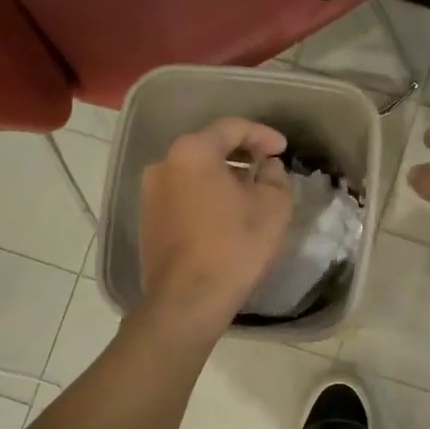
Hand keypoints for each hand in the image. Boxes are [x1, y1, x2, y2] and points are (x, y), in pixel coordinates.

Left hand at [139, 118, 293, 338]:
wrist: (188, 300)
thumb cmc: (235, 247)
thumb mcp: (273, 207)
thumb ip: (274, 176)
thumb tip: (266, 167)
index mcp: (192, 152)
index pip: (232, 128)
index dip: (262, 134)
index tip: (282, 149)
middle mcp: (164, 164)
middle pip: (208, 147)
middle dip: (240, 153)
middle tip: (267, 166)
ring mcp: (150, 193)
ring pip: (194, 172)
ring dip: (222, 176)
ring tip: (249, 192)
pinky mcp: (147, 219)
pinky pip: (182, 194)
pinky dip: (205, 196)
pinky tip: (225, 214)